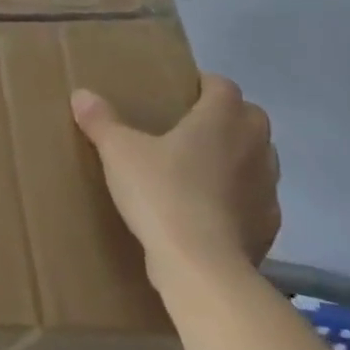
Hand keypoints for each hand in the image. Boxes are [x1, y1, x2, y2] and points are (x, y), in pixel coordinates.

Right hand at [71, 74, 279, 289]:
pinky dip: (238, 197)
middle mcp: (255, 145)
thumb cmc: (161, 193)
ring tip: (198, 169)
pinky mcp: (269, 223)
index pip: (222, 86)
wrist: (201, 264)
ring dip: (236, 157)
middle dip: (225, 118)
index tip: (180, 93)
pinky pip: (255, 198)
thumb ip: (101, 121)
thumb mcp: (118, 153)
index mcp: (222, 119)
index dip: (203, 84)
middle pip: (249, 117)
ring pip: (257, 158)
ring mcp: (267, 186)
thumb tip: (81, 95)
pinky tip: (210, 210)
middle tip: (188, 129)